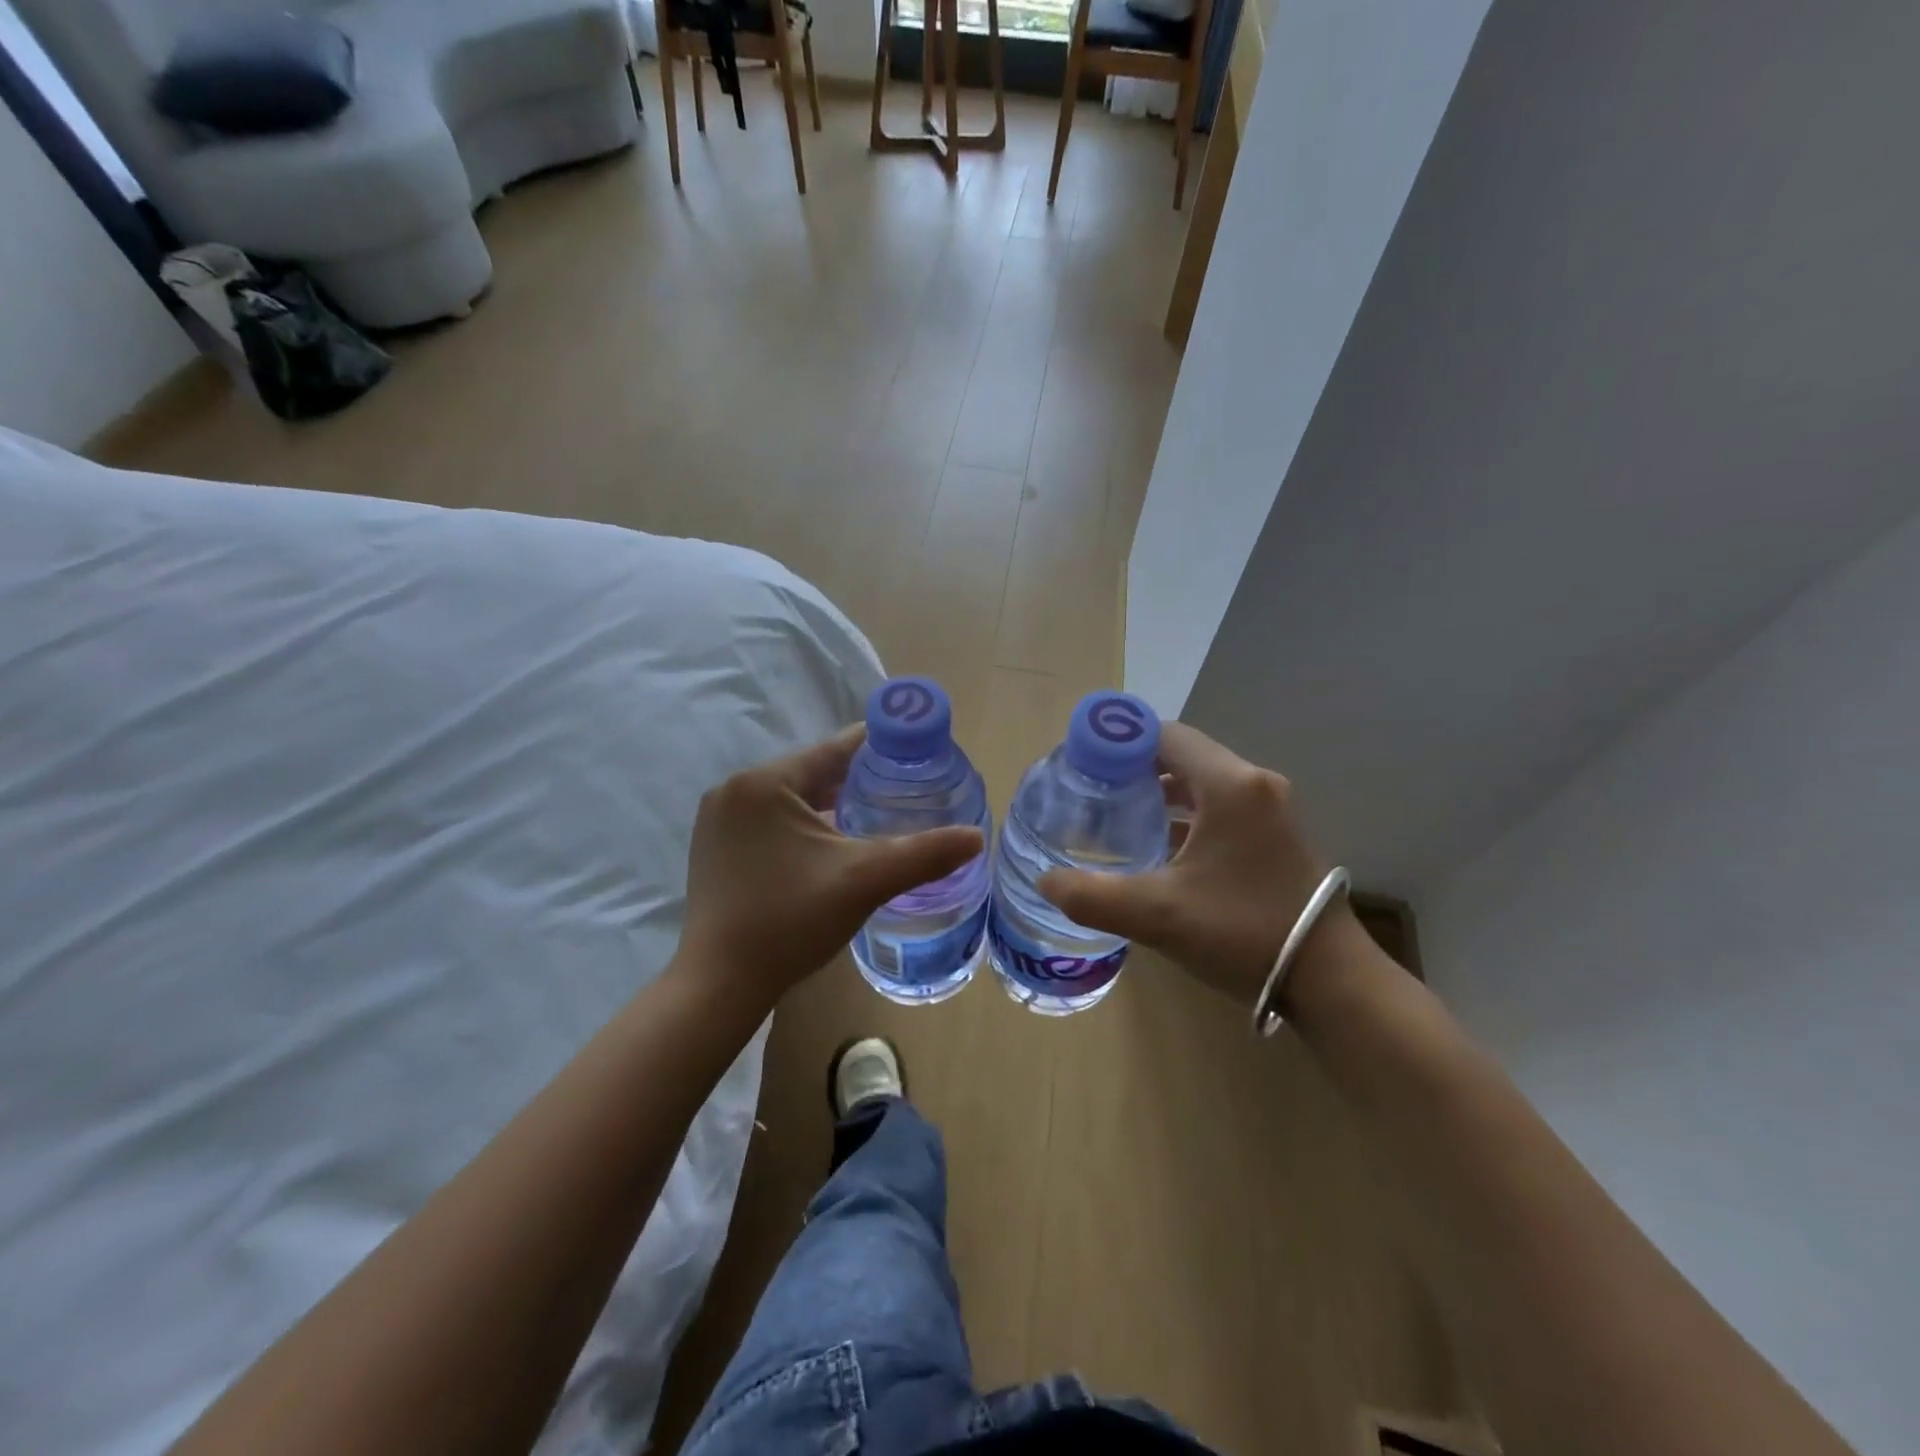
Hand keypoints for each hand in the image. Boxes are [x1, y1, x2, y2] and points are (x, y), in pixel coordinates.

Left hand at [679, 725, 983, 1006]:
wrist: (720, 985)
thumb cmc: (790, 921)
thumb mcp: (865, 881)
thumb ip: (924, 854)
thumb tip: (976, 837)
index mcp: (764, 783)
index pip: (833, 750)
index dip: (878, 749)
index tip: (915, 751)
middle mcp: (735, 791)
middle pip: (812, 773)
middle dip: (857, 780)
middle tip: (904, 791)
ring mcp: (719, 821)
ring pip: (792, 799)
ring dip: (831, 804)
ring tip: (877, 816)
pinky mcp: (715, 848)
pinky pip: (772, 821)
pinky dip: (804, 826)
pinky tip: (832, 845)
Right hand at [1037, 721, 1349, 1006]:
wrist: (1331, 981)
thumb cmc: (1244, 932)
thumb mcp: (1159, 915)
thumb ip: (1093, 897)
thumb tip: (1046, 881)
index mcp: (1230, 785)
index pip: (1165, 735)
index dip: (1119, 743)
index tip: (1083, 764)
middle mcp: (1254, 785)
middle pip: (1183, 755)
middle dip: (1134, 768)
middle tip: (1092, 792)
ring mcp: (1270, 811)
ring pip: (1202, 783)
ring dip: (1160, 793)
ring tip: (1116, 815)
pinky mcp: (1274, 837)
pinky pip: (1220, 808)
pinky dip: (1185, 815)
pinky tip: (1158, 846)